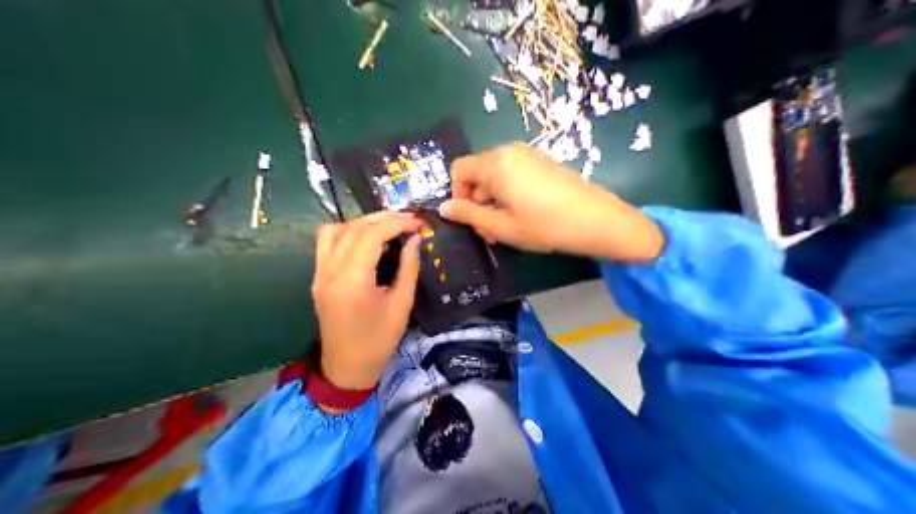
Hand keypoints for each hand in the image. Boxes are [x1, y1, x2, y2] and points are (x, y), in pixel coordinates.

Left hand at [309, 210, 418, 389]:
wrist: (347, 367)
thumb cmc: (379, 340)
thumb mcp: (402, 304)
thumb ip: (409, 267)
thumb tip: (415, 239)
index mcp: (352, 281)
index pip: (371, 235)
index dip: (396, 223)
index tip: (417, 223)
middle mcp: (330, 271)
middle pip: (353, 228)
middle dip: (382, 219)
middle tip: (407, 221)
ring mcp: (319, 273)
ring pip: (335, 230)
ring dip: (361, 223)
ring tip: (385, 228)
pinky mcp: (317, 277)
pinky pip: (327, 243)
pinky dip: (346, 233)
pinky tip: (366, 241)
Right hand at [438, 143, 663, 263]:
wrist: (596, 219)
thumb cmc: (544, 225)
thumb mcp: (501, 226)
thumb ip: (469, 215)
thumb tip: (443, 208)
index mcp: (495, 163)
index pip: (459, 169)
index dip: (457, 194)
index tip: (469, 218)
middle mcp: (509, 152)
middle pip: (478, 173)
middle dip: (476, 202)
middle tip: (489, 231)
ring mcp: (528, 155)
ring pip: (496, 176)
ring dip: (493, 201)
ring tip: (506, 227)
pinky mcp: (542, 162)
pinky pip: (514, 174)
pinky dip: (509, 193)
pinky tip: (523, 215)